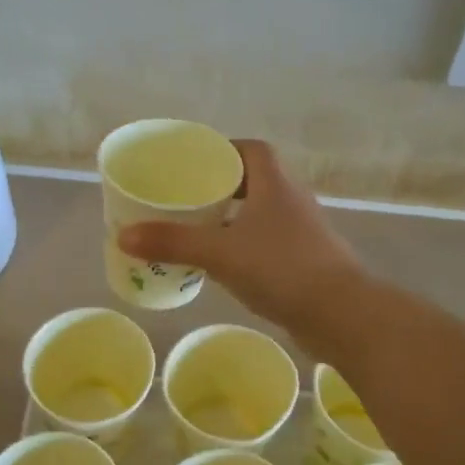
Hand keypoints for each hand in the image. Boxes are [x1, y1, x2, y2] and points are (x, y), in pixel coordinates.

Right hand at [118, 139, 366, 336]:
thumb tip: (123, 235)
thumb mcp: (220, 253)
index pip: (252, 150)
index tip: (195, 164)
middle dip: (221, 187)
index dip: (224, 150)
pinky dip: (245, 246)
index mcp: (275, 185)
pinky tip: (224, 265)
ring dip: (233, 218)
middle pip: (255, 181)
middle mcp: (292, 201)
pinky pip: (268, 243)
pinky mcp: (305, 262)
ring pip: (261, 215)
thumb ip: (173, 243)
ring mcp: (302, 233)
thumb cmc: (282, 269)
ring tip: (197, 231)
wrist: (341, 314)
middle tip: (186, 198)